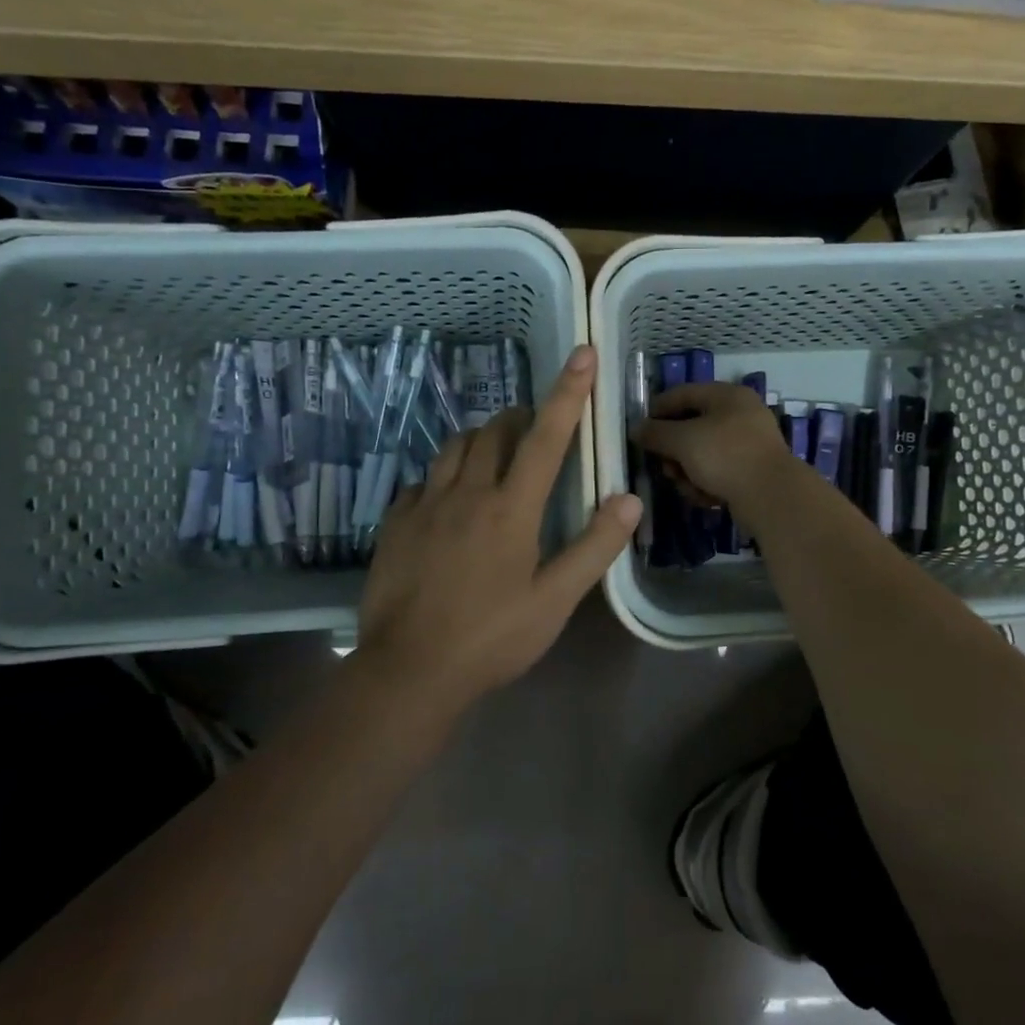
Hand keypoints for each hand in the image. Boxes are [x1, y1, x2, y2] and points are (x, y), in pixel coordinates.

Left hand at [356, 346, 641, 701]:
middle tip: (536, 428)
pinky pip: (423, 479)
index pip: (546, 436)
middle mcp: (467, 493)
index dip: (568, 392)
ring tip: (496, 454)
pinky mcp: (395, 523)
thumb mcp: (555, 601)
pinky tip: (449, 498)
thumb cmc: (491, 638)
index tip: (582, 353)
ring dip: (481, 439)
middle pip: (494, 431)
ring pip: (454, 447)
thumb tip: (628, 499)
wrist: (408, 671)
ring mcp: (425, 505)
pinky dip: (445, 474)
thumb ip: (593, 547)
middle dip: (520, 417)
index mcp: (511, 508)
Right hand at [631, 381, 799, 516]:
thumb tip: (636, 429)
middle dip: (673, 450)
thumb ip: (656, 433)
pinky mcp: (752, 471)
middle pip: (692, 427)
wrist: (773, 497)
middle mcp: (740, 414)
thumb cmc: (725, 457)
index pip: (682, 394)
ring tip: (686, 486)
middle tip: (664, 467)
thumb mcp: (683, 441)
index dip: (657, 410)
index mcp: (727, 395)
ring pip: (703, 453)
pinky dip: (707, 483)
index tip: (639, 431)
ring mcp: (749, 443)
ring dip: (688, 471)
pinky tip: (705, 498)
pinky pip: (719, 472)